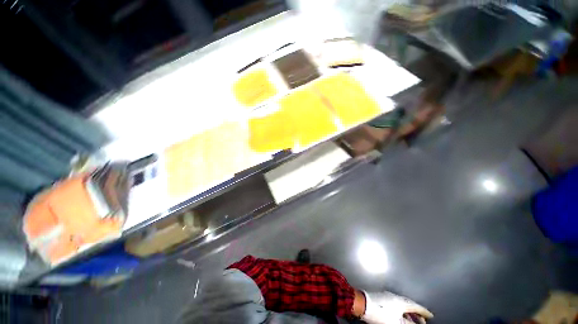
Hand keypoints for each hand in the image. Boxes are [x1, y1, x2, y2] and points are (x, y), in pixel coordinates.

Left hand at [361, 291, 432, 323]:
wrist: (363, 304)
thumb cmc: (381, 314)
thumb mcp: (397, 322)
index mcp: (401, 302)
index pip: (416, 306)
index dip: (424, 312)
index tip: (431, 316)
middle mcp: (395, 296)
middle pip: (409, 305)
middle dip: (417, 313)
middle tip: (422, 321)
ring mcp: (387, 295)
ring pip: (402, 304)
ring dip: (408, 313)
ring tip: (412, 321)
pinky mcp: (381, 296)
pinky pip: (395, 303)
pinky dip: (400, 310)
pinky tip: (399, 316)